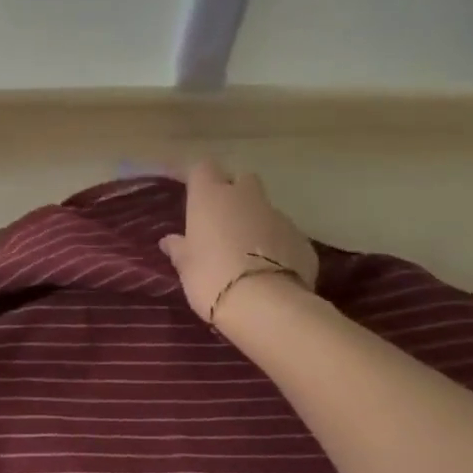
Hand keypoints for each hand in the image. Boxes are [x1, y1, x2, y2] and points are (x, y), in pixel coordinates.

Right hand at [159, 161, 318, 324]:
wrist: (265, 305)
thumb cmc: (211, 278)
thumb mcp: (186, 266)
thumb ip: (179, 249)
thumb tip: (170, 241)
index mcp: (211, 197)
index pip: (203, 168)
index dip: (199, 179)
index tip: (193, 194)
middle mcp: (246, 197)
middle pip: (242, 179)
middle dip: (235, 193)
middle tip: (223, 220)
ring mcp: (279, 216)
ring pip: (266, 209)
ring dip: (256, 222)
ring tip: (247, 252)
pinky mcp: (302, 240)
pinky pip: (285, 235)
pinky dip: (277, 246)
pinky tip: (270, 270)